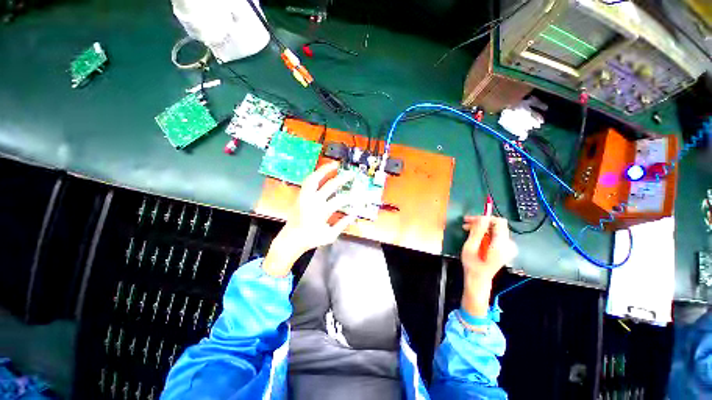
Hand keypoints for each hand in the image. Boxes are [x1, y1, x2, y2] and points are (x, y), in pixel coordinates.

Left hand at [263, 162, 356, 276]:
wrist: (291, 239)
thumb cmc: (311, 238)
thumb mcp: (330, 235)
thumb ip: (343, 224)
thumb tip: (354, 214)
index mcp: (321, 212)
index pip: (340, 200)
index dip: (351, 198)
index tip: (358, 196)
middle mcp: (313, 201)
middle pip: (330, 186)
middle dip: (342, 179)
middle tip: (351, 174)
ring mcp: (305, 196)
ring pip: (314, 178)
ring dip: (324, 170)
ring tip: (334, 164)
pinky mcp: (300, 195)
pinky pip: (307, 181)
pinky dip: (315, 174)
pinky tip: (322, 172)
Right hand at [461, 216, 516, 281]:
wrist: (479, 280)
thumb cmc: (472, 265)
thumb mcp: (470, 247)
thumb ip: (477, 232)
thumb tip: (482, 218)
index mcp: (501, 244)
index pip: (499, 222)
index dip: (484, 218)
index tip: (470, 220)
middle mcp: (509, 245)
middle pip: (497, 225)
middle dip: (481, 222)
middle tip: (466, 224)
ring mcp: (509, 247)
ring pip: (496, 229)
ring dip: (482, 228)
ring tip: (467, 230)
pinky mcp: (506, 249)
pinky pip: (496, 235)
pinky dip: (485, 233)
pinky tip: (475, 236)